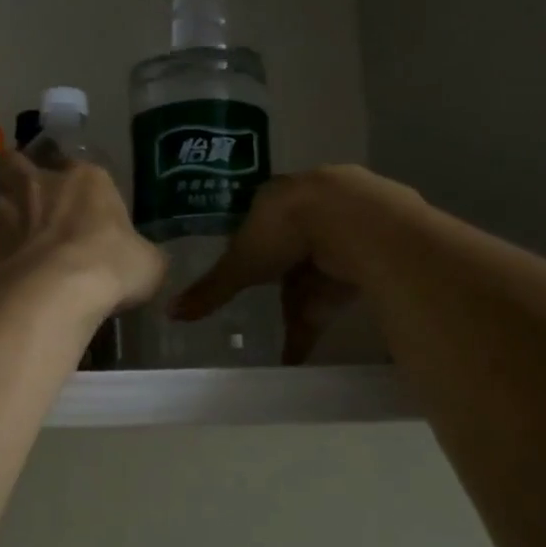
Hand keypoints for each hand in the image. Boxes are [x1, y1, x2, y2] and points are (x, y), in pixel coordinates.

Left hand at [0, 152, 165, 324]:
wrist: (50, 295)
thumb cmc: (108, 270)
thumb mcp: (148, 264)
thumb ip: (141, 254)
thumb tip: (142, 260)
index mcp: (85, 180)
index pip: (77, 167)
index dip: (75, 186)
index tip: (78, 208)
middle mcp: (36, 184)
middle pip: (14, 163)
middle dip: (16, 176)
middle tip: (27, 206)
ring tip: (9, 251)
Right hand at [170, 166, 417, 363]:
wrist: (356, 221)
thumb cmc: (286, 232)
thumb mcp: (242, 264)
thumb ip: (211, 290)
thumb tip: (169, 312)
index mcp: (276, 197)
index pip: (259, 223)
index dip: (253, 250)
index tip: (247, 275)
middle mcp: (312, 201)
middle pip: (292, 248)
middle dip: (281, 285)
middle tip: (268, 314)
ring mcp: (349, 219)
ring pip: (321, 268)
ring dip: (305, 308)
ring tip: (290, 349)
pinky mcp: (377, 242)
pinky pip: (348, 280)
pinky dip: (330, 312)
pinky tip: (316, 345)